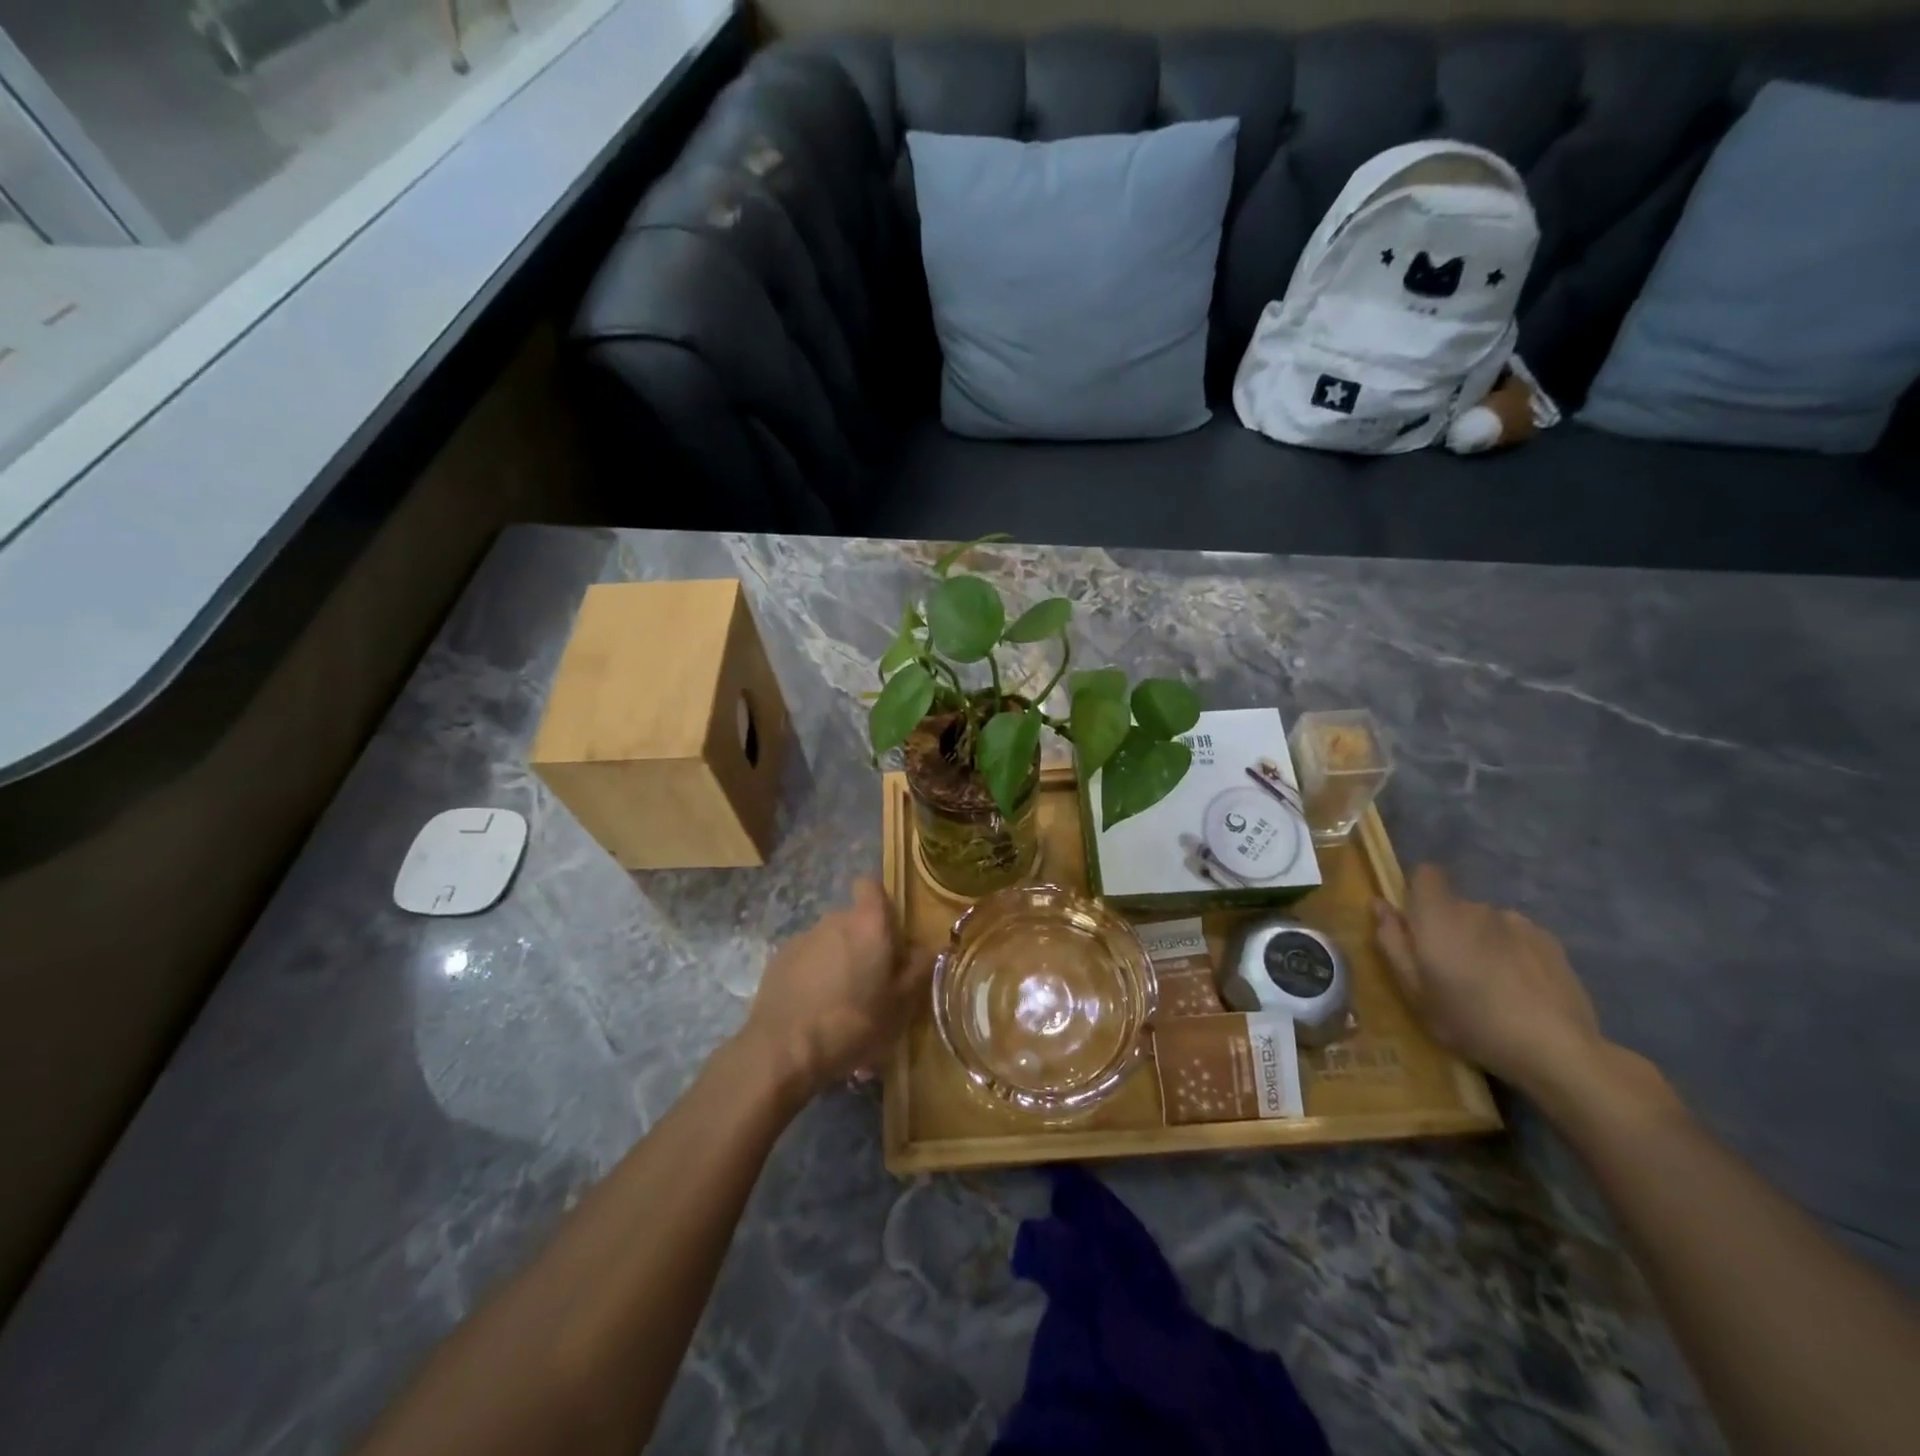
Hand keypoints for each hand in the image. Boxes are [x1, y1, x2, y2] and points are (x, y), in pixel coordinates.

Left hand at [739, 879, 933, 1098]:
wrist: (784, 1049)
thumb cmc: (853, 1023)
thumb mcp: (902, 1004)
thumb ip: (919, 968)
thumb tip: (923, 948)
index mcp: (868, 924)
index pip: (871, 885)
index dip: (880, 904)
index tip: (889, 934)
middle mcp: (834, 920)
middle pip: (854, 919)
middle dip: (864, 942)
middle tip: (872, 982)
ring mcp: (802, 938)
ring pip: (829, 941)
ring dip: (838, 960)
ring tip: (841, 1002)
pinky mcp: (778, 959)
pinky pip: (806, 959)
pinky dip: (813, 975)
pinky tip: (814, 1009)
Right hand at [1373, 864, 1604, 1099]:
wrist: (1555, 1048)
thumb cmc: (1469, 1020)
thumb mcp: (1414, 990)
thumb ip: (1392, 942)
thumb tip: (1380, 905)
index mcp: (1438, 916)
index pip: (1426, 874)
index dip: (1418, 892)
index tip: (1417, 925)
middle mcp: (1477, 908)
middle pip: (1455, 905)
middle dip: (1449, 928)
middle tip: (1452, 971)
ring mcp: (1518, 923)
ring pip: (1487, 922)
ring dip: (1483, 941)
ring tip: (1492, 983)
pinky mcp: (1550, 941)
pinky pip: (1518, 936)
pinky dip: (1514, 952)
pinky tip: (1522, 988)